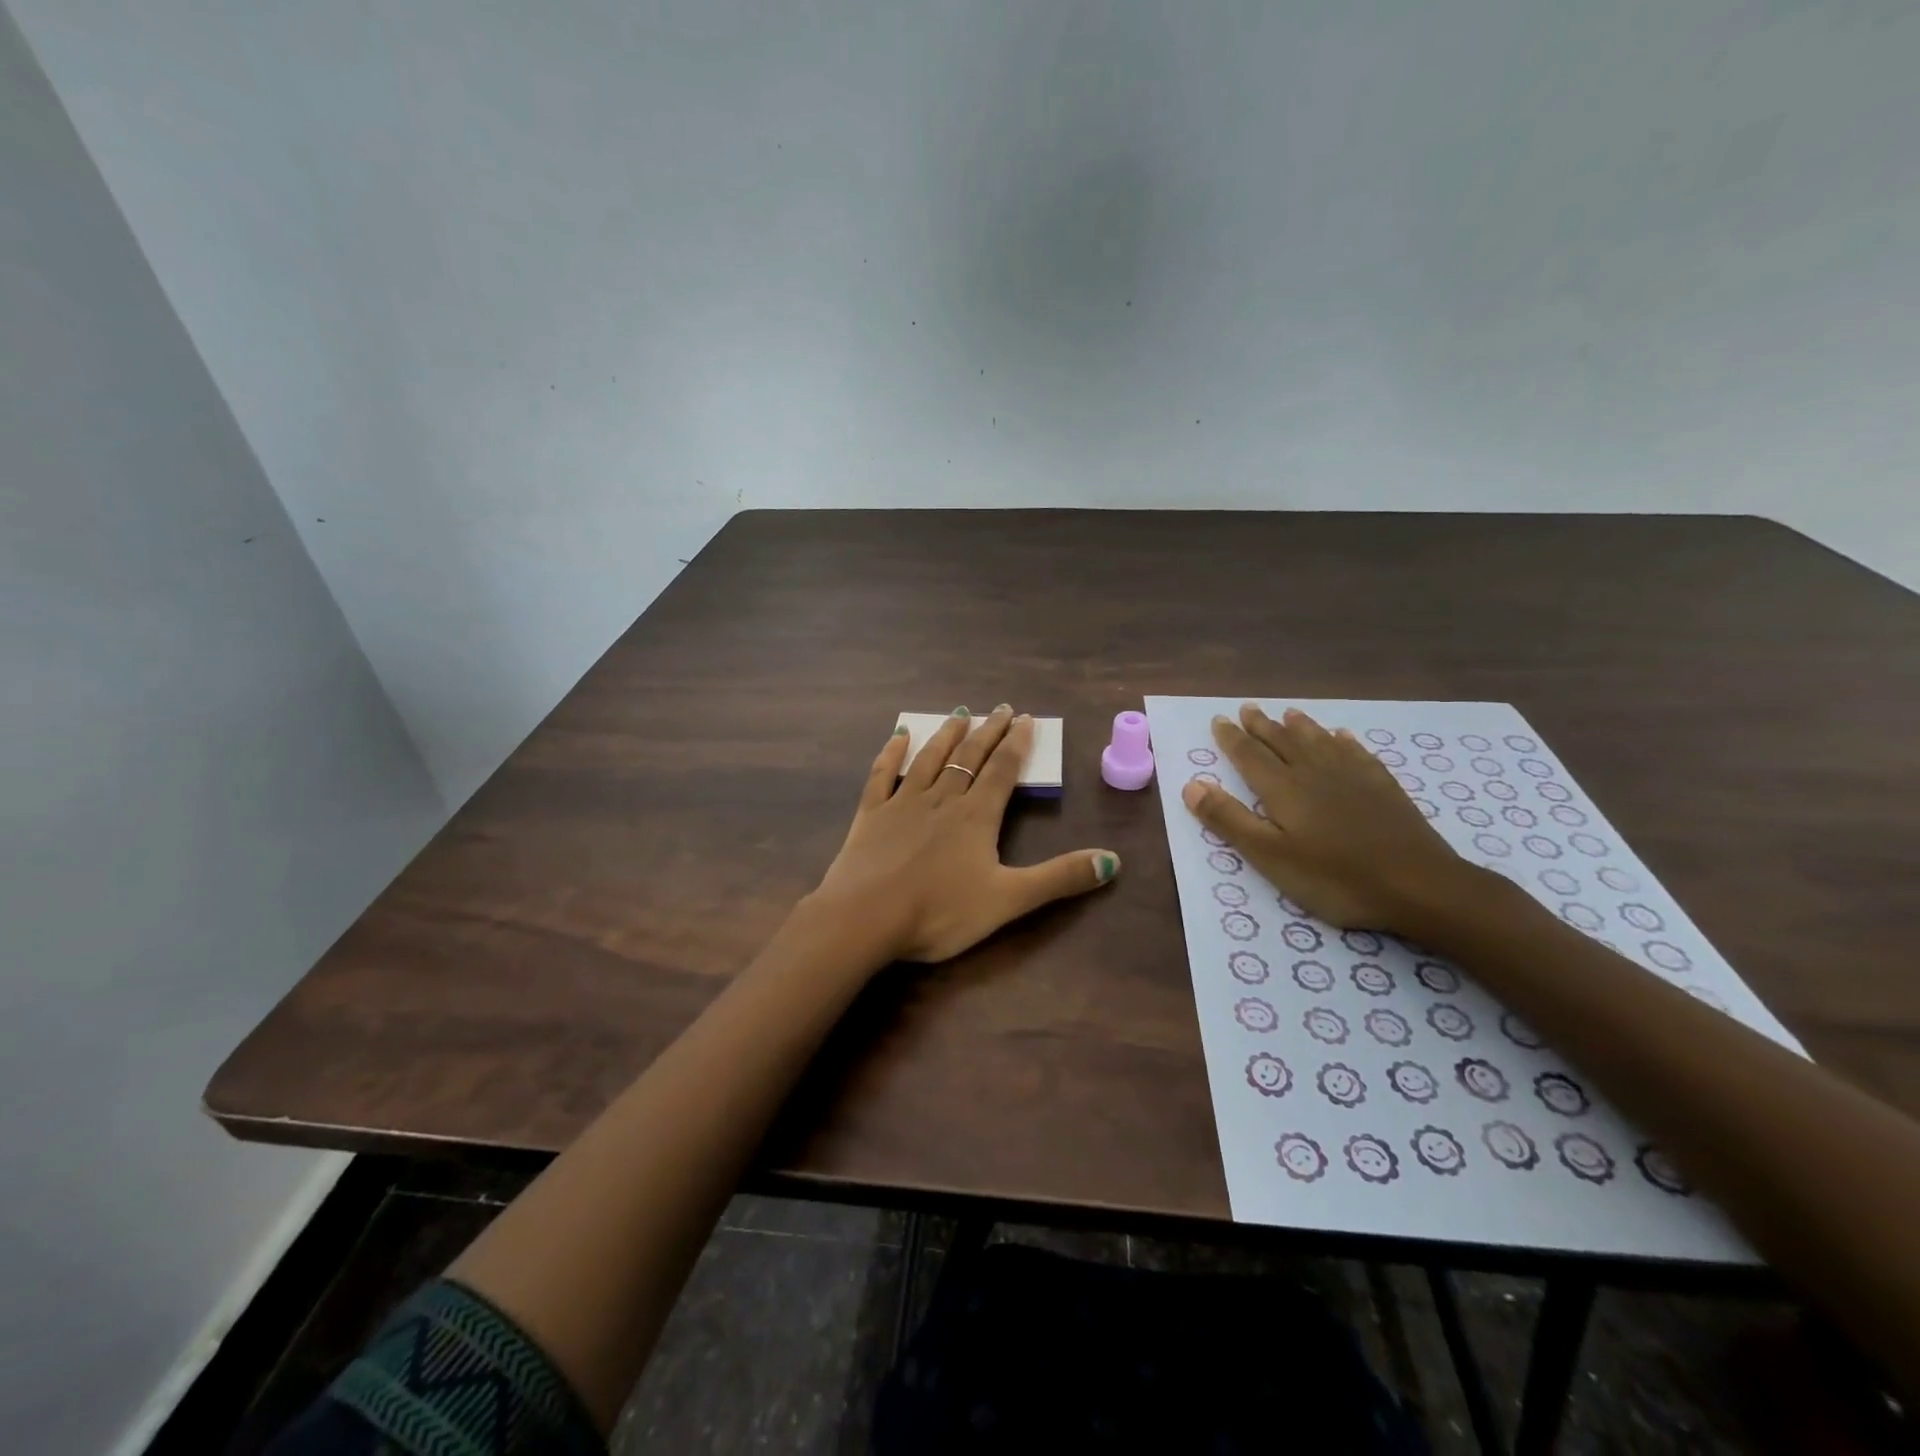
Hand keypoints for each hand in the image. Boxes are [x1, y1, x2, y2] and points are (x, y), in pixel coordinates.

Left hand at [808, 706, 1119, 962]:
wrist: (866, 918)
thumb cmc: (940, 912)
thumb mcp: (1009, 900)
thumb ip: (1059, 879)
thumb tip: (1113, 861)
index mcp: (976, 817)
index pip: (1002, 771)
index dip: (1016, 744)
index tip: (1025, 719)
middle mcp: (942, 799)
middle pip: (969, 758)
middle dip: (988, 732)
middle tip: (1001, 709)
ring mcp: (903, 803)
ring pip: (930, 759)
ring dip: (947, 735)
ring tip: (960, 714)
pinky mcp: (870, 814)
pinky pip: (882, 775)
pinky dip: (891, 754)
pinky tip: (898, 736)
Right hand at [1181, 704, 1469, 934]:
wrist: (1419, 885)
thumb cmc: (1335, 877)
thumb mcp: (1270, 856)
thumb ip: (1229, 819)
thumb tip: (1191, 784)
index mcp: (1283, 789)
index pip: (1249, 756)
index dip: (1232, 738)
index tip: (1219, 720)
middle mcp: (1314, 773)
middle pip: (1283, 742)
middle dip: (1262, 725)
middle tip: (1248, 708)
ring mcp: (1353, 777)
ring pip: (1319, 742)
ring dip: (1301, 727)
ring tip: (1289, 713)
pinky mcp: (1383, 788)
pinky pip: (1357, 754)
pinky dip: (1344, 742)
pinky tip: (1342, 737)